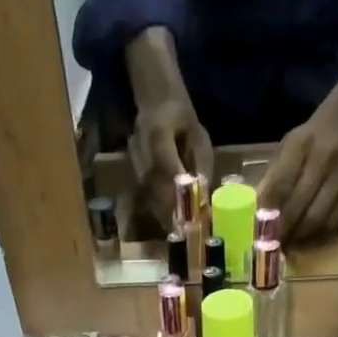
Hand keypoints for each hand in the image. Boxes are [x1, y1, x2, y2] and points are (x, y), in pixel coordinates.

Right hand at [125, 28, 213, 231]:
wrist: (153, 102)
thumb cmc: (180, 117)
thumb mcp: (199, 136)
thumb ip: (201, 165)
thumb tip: (204, 196)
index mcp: (158, 137)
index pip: (168, 172)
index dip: (180, 197)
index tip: (192, 216)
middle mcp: (142, 155)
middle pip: (156, 192)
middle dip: (173, 215)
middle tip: (189, 234)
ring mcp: (134, 166)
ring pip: (150, 199)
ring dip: (165, 218)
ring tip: (181, 234)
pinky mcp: (133, 176)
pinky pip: (147, 198)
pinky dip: (160, 212)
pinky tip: (171, 223)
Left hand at [257, 109, 337, 242]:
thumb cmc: (305, 145)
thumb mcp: (284, 151)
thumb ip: (270, 179)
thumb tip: (253, 213)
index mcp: (299, 145)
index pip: (280, 185)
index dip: (268, 212)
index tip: (259, 232)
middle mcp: (323, 157)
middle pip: (299, 204)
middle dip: (283, 230)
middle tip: (272, 245)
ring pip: (317, 217)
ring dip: (300, 236)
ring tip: (288, 244)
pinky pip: (334, 221)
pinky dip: (318, 234)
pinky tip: (307, 237)